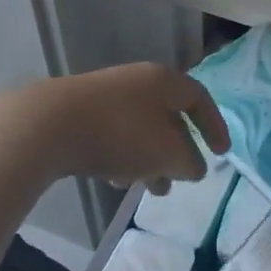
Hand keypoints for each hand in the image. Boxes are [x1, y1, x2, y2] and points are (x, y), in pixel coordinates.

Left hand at [7, 63, 229, 194]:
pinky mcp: (80, 112)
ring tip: (146, 189)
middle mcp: (137, 81)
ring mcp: (106, 95)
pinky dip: (123, 157)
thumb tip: (193, 166)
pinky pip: (114, 135)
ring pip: (140, 130)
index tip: (221, 154)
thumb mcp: (168, 153)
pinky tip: (114, 179)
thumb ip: (189, 162)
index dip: (214, 126)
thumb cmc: (121, 134)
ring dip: (149, 160)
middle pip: (167, 117)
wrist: (49, 125)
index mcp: (163, 81)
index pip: (199, 98)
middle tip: (178, 181)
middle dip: (176, 153)